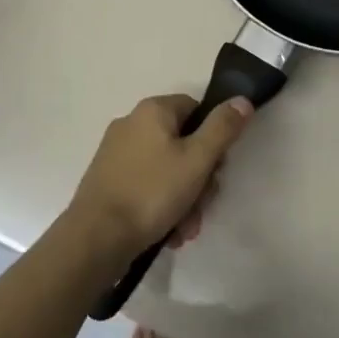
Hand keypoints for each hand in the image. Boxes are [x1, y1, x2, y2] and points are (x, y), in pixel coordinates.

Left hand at [67, 94, 252, 261]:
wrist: (97, 237)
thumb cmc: (152, 192)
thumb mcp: (197, 160)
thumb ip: (222, 128)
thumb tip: (242, 100)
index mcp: (152, 110)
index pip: (196, 109)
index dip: (214, 138)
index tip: (218, 169)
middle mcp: (131, 124)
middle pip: (182, 144)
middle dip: (199, 180)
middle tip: (203, 206)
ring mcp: (116, 153)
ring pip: (166, 170)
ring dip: (183, 200)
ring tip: (185, 229)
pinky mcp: (108, 180)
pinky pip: (146, 186)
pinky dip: (161, 207)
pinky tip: (167, 233)